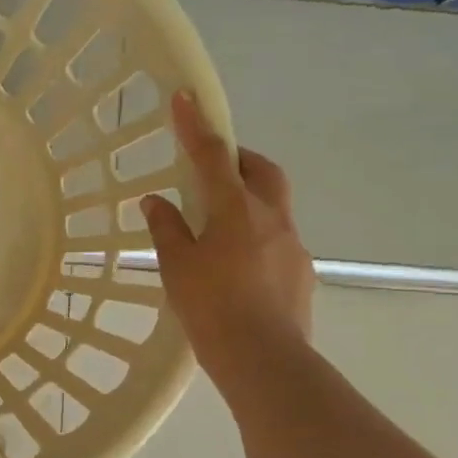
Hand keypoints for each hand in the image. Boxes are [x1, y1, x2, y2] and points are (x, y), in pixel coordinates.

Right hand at [141, 90, 315, 388]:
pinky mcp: (302, 272)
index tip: (185, 97)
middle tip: (213, 167)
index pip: (213, 156)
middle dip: (238, 158)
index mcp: (236, 211)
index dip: (196, 125)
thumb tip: (155, 201)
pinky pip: (278, 239)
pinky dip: (256, 236)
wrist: (265, 360)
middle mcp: (271, 218)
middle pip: (262, 170)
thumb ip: (167, 228)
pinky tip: (237, 266)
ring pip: (274, 205)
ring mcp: (293, 245)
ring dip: (249, 199)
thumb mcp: (177, 267)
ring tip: (218, 226)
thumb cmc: (212, 308)